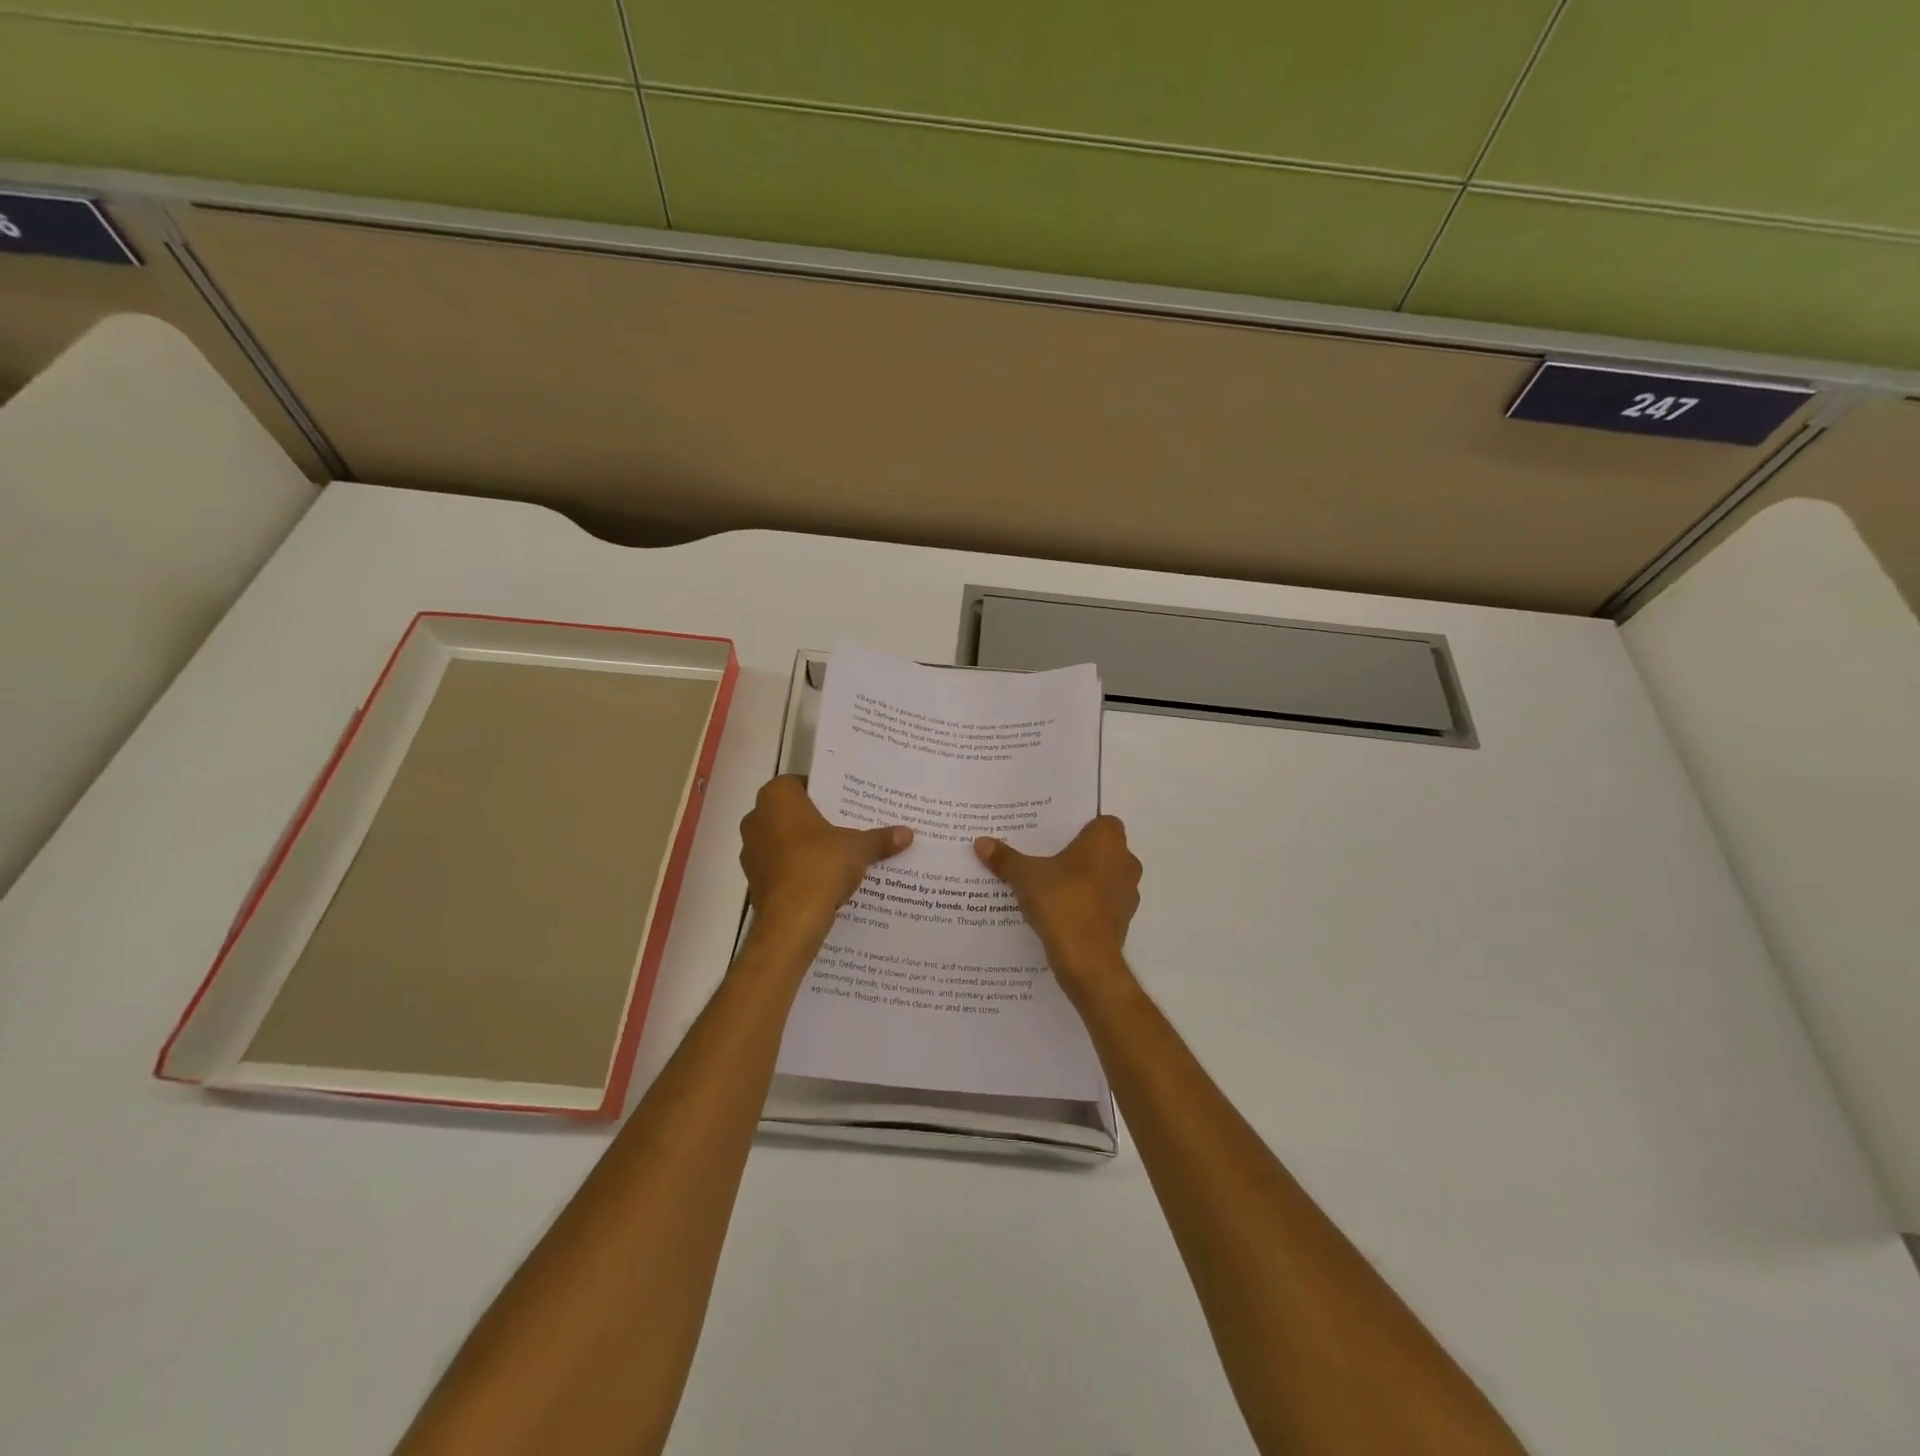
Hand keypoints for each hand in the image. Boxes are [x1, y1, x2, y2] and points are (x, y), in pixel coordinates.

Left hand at [740, 776, 912, 947]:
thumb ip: (879, 838)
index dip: (821, 792)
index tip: (843, 803)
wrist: (791, 920)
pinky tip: (823, 879)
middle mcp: (757, 818)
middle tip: (845, 826)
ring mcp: (751, 851)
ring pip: (783, 840)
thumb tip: (907, 833)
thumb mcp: (858, 848)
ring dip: (804, 846)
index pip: (798, 783)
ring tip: (837, 854)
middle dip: (815, 820)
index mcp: (777, 798)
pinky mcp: (754, 880)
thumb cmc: (820, 866)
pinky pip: (780, 866)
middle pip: (790, 812)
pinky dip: (797, 869)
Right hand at [974, 816, 1140, 993]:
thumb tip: (980, 842)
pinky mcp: (1124, 920)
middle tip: (1048, 858)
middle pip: (1103, 849)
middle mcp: (1125, 861)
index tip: (1057, 836)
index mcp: (1107, 840)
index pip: (1101, 822)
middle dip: (1080, 854)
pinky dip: (1088, 905)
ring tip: (1052, 887)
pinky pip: (1104, 903)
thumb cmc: (1061, 901)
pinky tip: (1061, 912)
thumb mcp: (1024, 876)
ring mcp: (1128, 893)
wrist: (1086, 958)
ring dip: (1086, 880)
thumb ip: (1005, 858)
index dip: (1081, 827)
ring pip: (1105, 877)